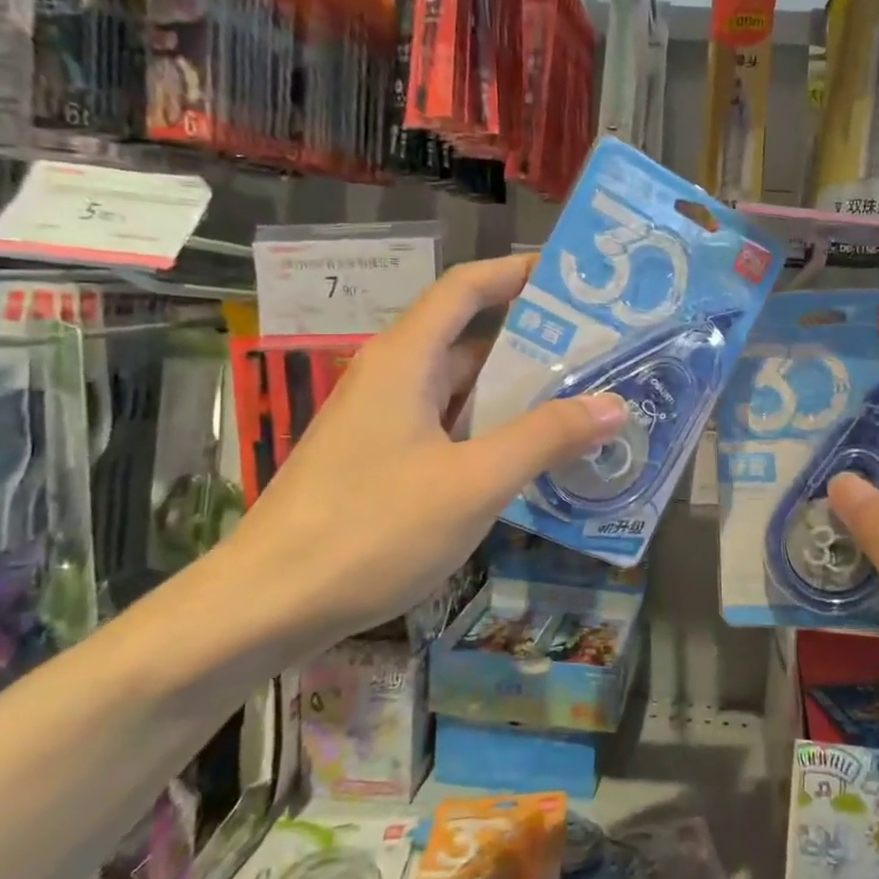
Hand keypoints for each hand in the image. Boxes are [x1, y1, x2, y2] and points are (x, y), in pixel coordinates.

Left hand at [227, 255, 626, 645]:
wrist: (265, 605)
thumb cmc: (371, 530)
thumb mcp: (474, 482)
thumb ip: (545, 438)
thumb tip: (614, 404)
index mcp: (405, 360)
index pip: (465, 288)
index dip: (516, 273)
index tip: (572, 281)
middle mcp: (391, 378)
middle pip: (469, 338)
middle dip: (533, 341)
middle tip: (600, 352)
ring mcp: (381, 422)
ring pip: (459, 390)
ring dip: (515, 393)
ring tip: (581, 401)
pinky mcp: (378, 462)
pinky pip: (446, 428)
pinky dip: (489, 431)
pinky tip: (528, 458)